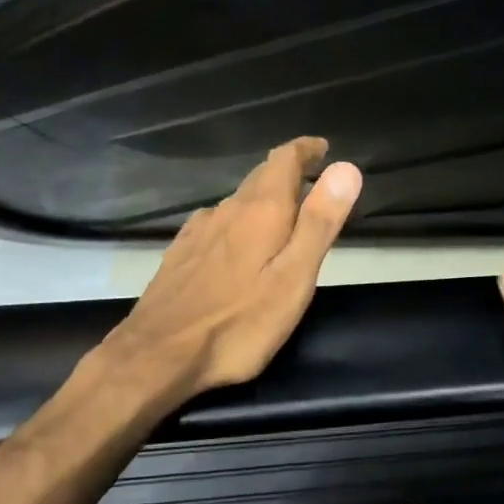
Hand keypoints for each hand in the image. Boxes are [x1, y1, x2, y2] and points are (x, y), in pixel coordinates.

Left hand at [97, 138, 361, 410]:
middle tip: (311, 179)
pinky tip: (235, 241)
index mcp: (261, 211)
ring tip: (281, 213)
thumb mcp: (294, 277)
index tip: (322, 148)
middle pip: (260, 176)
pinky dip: (237, 221)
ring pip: (237, 201)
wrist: (157, 355)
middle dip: (288, 172)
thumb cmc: (238, 322)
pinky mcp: (180, 254)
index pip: (284, 160)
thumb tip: (346, 168)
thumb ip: (320, 222)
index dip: (305, 149)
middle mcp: (228, 210)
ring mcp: (199, 231)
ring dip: (262, 197)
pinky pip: (216, 222)